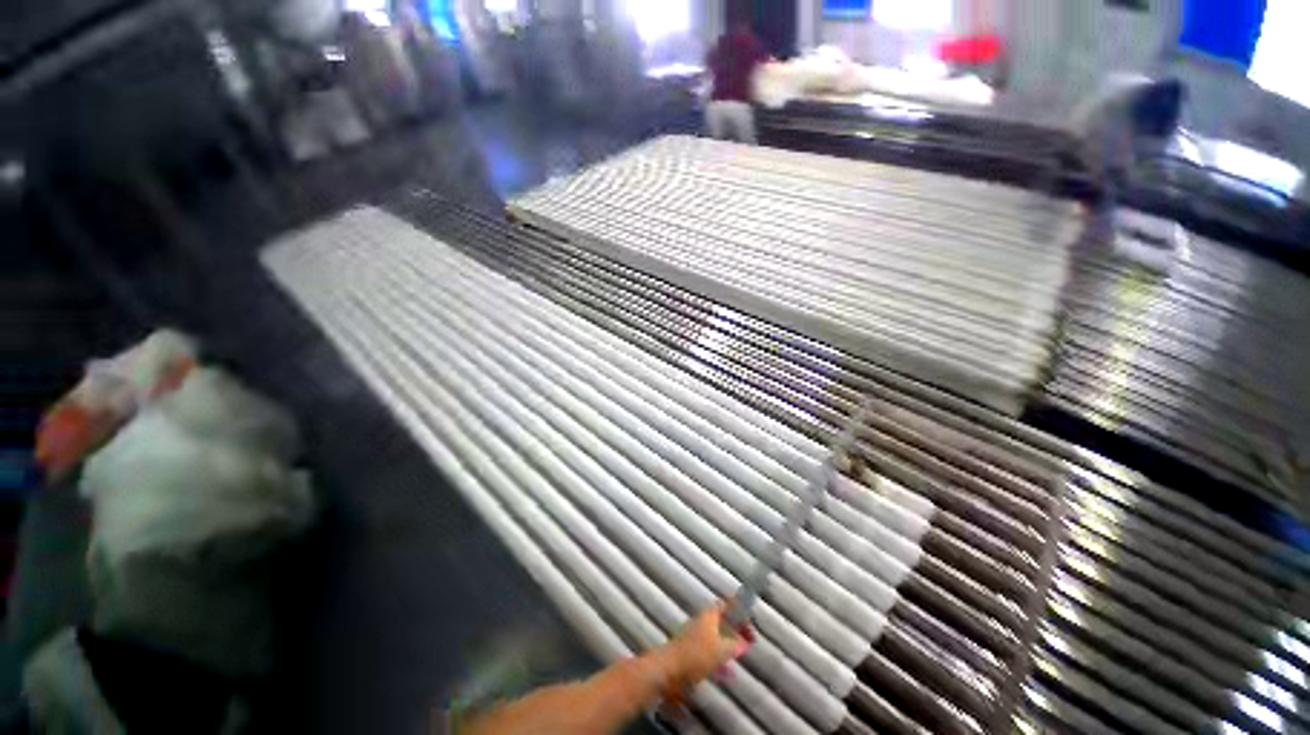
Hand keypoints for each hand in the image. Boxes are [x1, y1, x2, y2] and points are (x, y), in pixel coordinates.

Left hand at [659, 602, 751, 692]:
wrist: (669, 668)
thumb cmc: (697, 654)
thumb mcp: (721, 650)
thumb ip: (735, 645)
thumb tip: (744, 643)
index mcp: (710, 615)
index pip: (727, 605)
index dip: (739, 611)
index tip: (750, 620)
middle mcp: (702, 621)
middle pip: (722, 620)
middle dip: (735, 629)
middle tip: (748, 641)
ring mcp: (695, 635)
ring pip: (716, 636)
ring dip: (729, 644)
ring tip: (739, 657)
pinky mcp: (691, 651)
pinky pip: (710, 650)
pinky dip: (720, 657)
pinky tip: (726, 672)